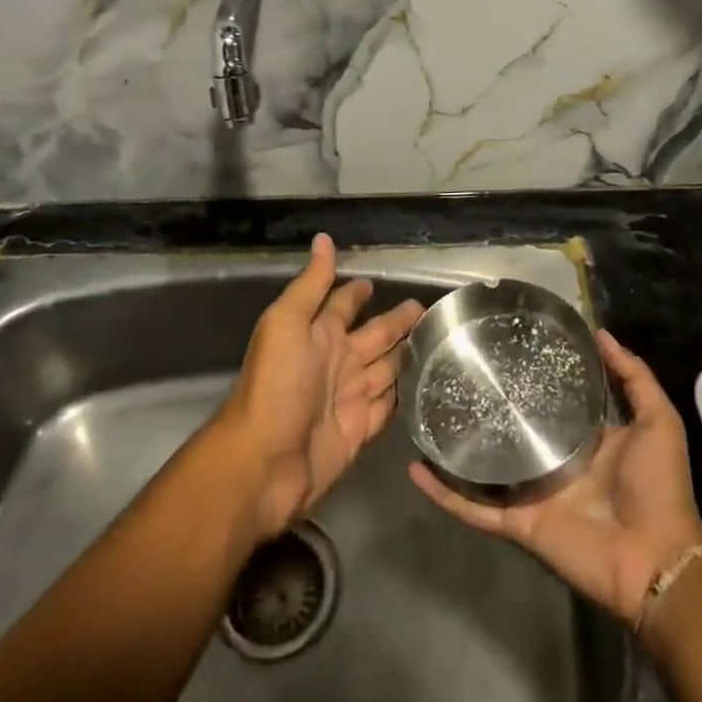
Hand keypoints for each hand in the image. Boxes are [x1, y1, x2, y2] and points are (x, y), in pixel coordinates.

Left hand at [217, 234, 422, 538]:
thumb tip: (324, 238)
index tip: (380, 278)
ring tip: (438, 341)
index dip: (358, 291)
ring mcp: (349, 397)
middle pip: (375, 335)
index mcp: (317, 333)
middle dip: (397, 321)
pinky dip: (404, 396)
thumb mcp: (287, 322)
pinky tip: (426, 386)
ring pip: (386, 368)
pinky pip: (388, 407)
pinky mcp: (360, 430)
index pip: (343, 304)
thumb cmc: (275, 385)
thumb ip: (311, 284)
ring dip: (407, 355)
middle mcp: (335, 361)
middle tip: (427, 309)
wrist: (263, 463)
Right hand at [410, 330, 701, 626]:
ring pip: (484, 466)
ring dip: (456, 447)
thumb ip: (633, 377)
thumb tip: (601, 333)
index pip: (548, 398)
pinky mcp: (517, 522)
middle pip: (510, 429)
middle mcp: (551, 460)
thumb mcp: (657, 419)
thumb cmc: (657, 485)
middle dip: (485, 406)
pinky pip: (474, 507)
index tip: (502, 345)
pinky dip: (445, 492)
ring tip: (426, 414)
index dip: (528, 375)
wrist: (656, 558)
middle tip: (453, 371)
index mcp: (582, 437)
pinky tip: (417, 468)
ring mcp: (531, 492)